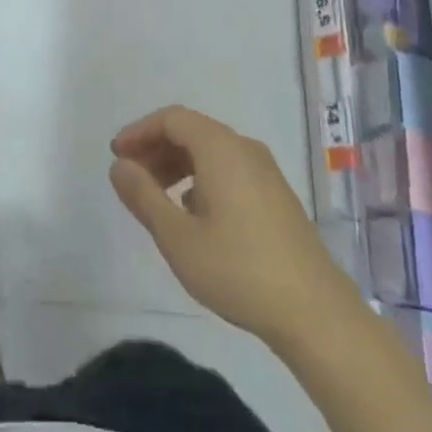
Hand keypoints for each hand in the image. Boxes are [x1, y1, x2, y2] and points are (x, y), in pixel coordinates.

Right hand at [110, 106, 353, 355]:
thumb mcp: (177, 237)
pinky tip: (193, 212)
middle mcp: (244, 148)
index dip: (139, 131)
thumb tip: (119, 166)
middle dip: (156, 148)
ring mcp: (265, 171)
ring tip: (156, 196)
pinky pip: (229, 168)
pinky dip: (201, 177)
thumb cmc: (238, 270)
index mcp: (220, 148)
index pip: (172, 118)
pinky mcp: (276, 195)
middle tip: (131, 176)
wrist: (315, 312)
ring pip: (211, 151)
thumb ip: (143, 196)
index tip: (116, 156)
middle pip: (192, 130)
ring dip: (178, 164)